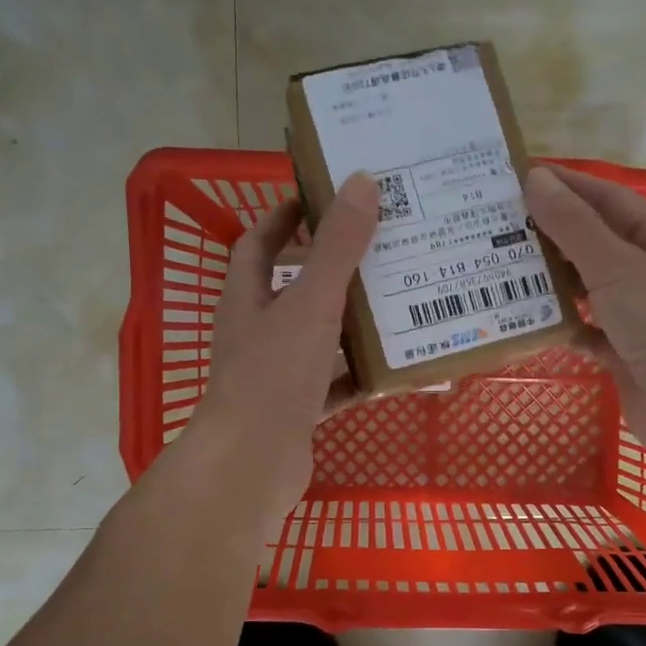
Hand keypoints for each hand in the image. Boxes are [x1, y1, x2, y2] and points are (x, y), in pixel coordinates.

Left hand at [185, 171, 379, 527]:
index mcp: (248, 300)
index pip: (259, 245)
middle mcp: (257, 333)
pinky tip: (393, 369)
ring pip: (318, 339)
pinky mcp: (296, 411)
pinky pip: (332, 385)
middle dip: (331, 270)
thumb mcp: (311, 304)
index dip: (283, 218)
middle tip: (379, 248)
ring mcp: (275, 375)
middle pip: (294, 290)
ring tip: (397, 303)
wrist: (253, 463)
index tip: (319, 199)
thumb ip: (336, 247)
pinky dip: (358, 376)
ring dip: (350, 324)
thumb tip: (361, 182)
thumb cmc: (274, 375)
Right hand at [525, 164, 645, 466]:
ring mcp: (636, 315)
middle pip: (591, 243)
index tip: (516, 175)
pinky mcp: (623, 352)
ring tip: (499, 268)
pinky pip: (584, 330)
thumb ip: (575, 227)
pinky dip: (560, 326)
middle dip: (548, 233)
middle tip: (495, 224)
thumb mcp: (618, 269)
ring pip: (584, 288)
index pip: (605, 200)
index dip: (564, 185)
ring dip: (549, 280)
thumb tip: (537, 179)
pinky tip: (527, 322)